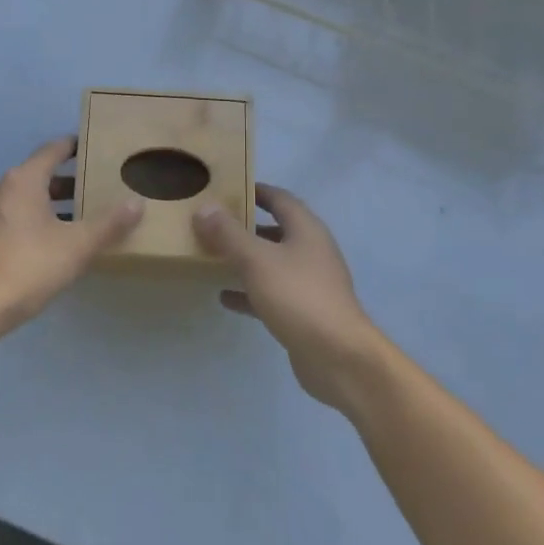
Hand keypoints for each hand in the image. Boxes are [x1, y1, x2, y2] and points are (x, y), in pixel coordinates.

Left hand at [0, 137, 143, 336]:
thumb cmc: (28, 267)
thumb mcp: (77, 246)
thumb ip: (109, 224)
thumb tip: (137, 203)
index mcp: (23, 180)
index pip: (53, 149)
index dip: (77, 145)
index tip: (99, 148)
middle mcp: (2, 189)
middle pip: (41, 174)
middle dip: (71, 180)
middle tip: (101, 187)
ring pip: (28, 198)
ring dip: (55, 203)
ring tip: (85, 216)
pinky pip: (17, 217)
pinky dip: (38, 219)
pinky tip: (57, 242)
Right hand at [193, 185, 388, 411]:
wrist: (339, 357)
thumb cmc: (298, 297)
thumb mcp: (257, 260)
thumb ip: (229, 234)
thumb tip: (204, 208)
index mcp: (306, 230)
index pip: (280, 199)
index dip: (256, 190)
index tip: (228, 187)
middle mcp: (311, 251)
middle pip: (276, 230)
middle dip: (246, 226)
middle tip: (212, 223)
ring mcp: (309, 283)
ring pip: (272, 263)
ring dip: (246, 259)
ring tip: (212, 256)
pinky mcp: (304, 312)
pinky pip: (271, 293)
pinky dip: (249, 292)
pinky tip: (225, 297)